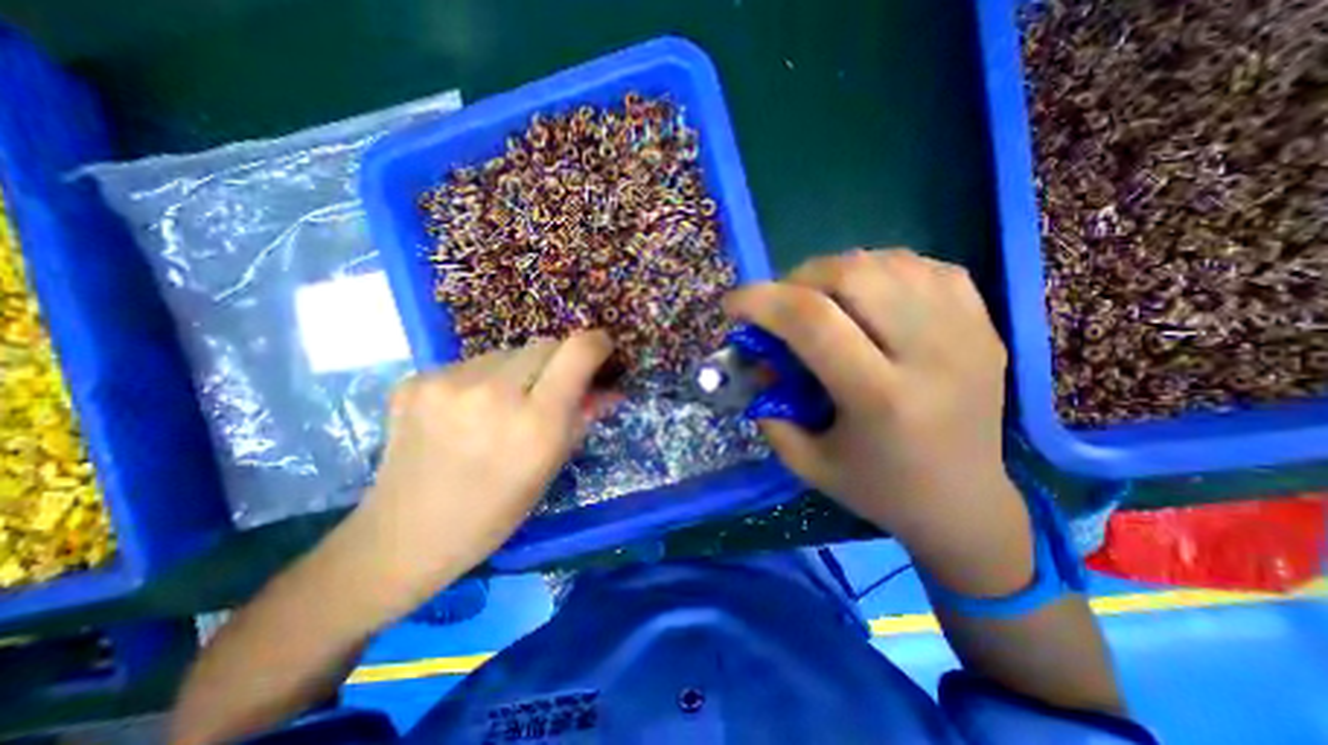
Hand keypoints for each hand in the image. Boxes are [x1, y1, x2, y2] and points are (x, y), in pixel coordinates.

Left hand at [343, 331, 613, 615]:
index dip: (595, 344)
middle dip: (557, 362)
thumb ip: (583, 418)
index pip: (576, 352)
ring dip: (517, 371)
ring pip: (507, 352)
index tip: (600, 350)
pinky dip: (481, 380)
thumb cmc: (495, 511)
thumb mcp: (550, 467)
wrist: (403, 536)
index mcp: (535, 423)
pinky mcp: (416, 380)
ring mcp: (448, 382)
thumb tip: (610, 389)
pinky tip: (466, 412)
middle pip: (544, 345)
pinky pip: (471, 364)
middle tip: (547, 391)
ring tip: (501, 407)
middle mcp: (493, 393)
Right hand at [732, 251, 1018, 558]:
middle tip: (782, 303)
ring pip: (888, 262)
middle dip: (799, 278)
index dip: (762, 301)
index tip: (733, 304)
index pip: (813, 321)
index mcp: (881, 398)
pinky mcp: (985, 323)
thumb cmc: (878, 488)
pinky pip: (925, 267)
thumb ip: (770, 407)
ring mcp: (966, 332)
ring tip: (821, 299)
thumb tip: (758, 358)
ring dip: (837, 272)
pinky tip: (869, 295)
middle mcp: (931, 354)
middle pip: (854, 275)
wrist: (965, 502)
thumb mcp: (805, 461)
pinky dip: (882, 270)